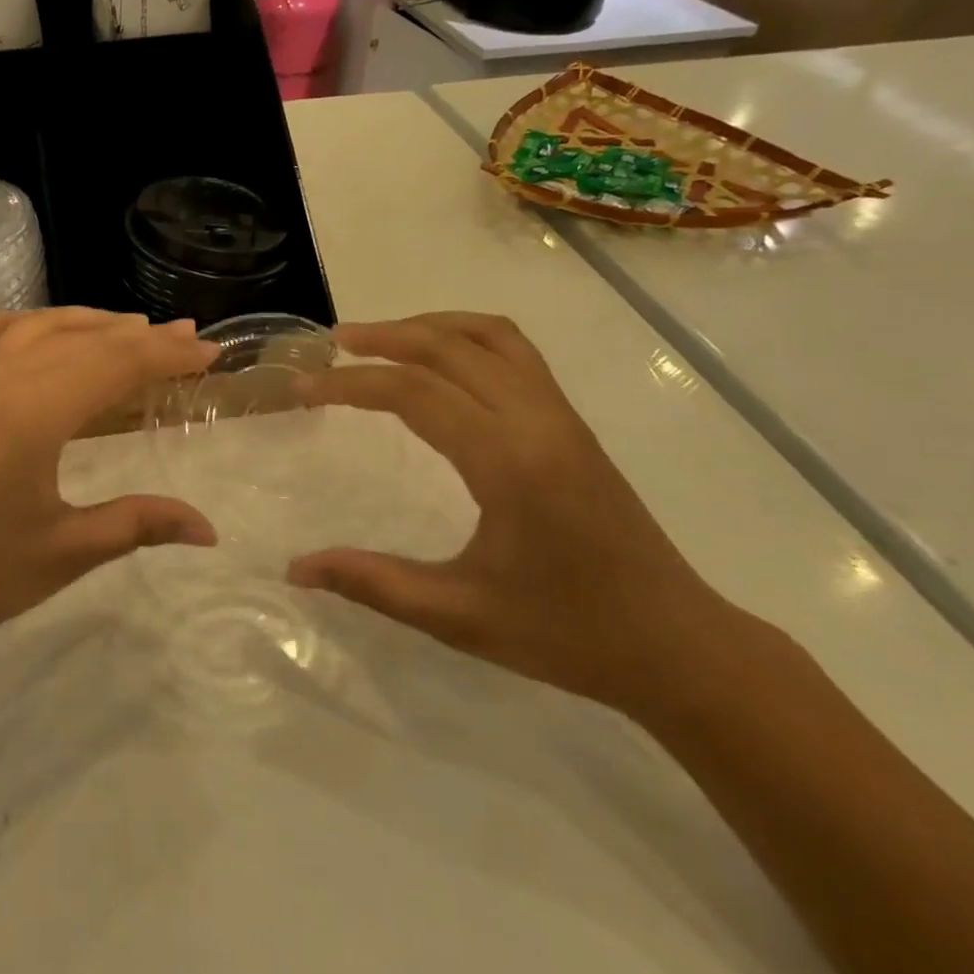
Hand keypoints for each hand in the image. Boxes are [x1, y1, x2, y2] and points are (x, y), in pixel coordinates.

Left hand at [0, 309, 218, 667]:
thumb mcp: (63, 552)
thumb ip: (138, 525)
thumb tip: (209, 530)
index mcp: (36, 411)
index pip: (118, 364)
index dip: (168, 356)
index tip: (210, 354)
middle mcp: (1, 378)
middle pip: (84, 341)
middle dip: (140, 338)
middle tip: (185, 338)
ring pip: (36, 329)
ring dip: (87, 323)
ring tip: (128, 327)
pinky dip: (17, 324)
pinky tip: (33, 330)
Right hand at [289, 312, 746, 714]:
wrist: (677, 646)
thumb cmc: (566, 634)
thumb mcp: (458, 617)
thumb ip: (372, 583)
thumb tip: (296, 569)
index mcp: (508, 463)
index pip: (415, 393)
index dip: (351, 384)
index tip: (304, 388)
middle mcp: (537, 422)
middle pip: (450, 346)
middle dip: (384, 337)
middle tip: (332, 346)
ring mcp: (561, 417)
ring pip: (490, 336)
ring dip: (429, 327)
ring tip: (380, 341)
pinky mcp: (572, 424)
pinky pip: (516, 353)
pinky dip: (467, 337)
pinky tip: (440, 363)